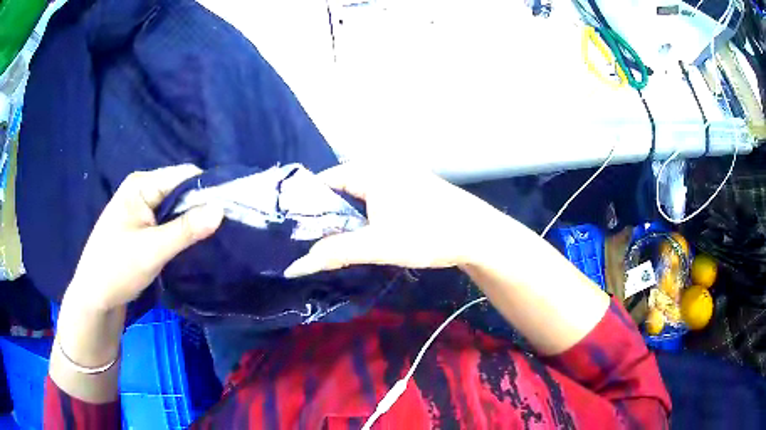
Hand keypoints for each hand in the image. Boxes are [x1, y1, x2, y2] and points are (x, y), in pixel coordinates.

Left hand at [67, 164, 223, 310]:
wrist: (95, 297)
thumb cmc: (117, 269)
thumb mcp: (152, 250)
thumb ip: (186, 230)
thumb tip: (221, 210)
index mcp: (141, 185)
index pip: (183, 175)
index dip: (207, 189)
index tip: (231, 208)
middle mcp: (142, 190)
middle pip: (180, 190)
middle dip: (201, 206)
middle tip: (225, 226)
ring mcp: (141, 209)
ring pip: (176, 207)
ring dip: (192, 220)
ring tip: (214, 235)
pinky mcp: (142, 226)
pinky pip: (168, 220)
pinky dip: (182, 230)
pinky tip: (194, 242)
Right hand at [284, 163, 507, 277]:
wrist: (478, 235)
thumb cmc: (427, 234)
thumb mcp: (377, 245)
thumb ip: (333, 252)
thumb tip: (295, 266)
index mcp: (369, 169)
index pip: (323, 181)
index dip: (306, 206)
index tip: (293, 231)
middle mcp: (381, 166)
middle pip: (340, 189)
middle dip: (326, 216)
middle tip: (311, 243)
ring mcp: (398, 176)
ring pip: (359, 197)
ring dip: (347, 219)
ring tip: (333, 243)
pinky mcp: (410, 189)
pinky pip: (376, 200)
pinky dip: (365, 217)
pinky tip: (364, 236)